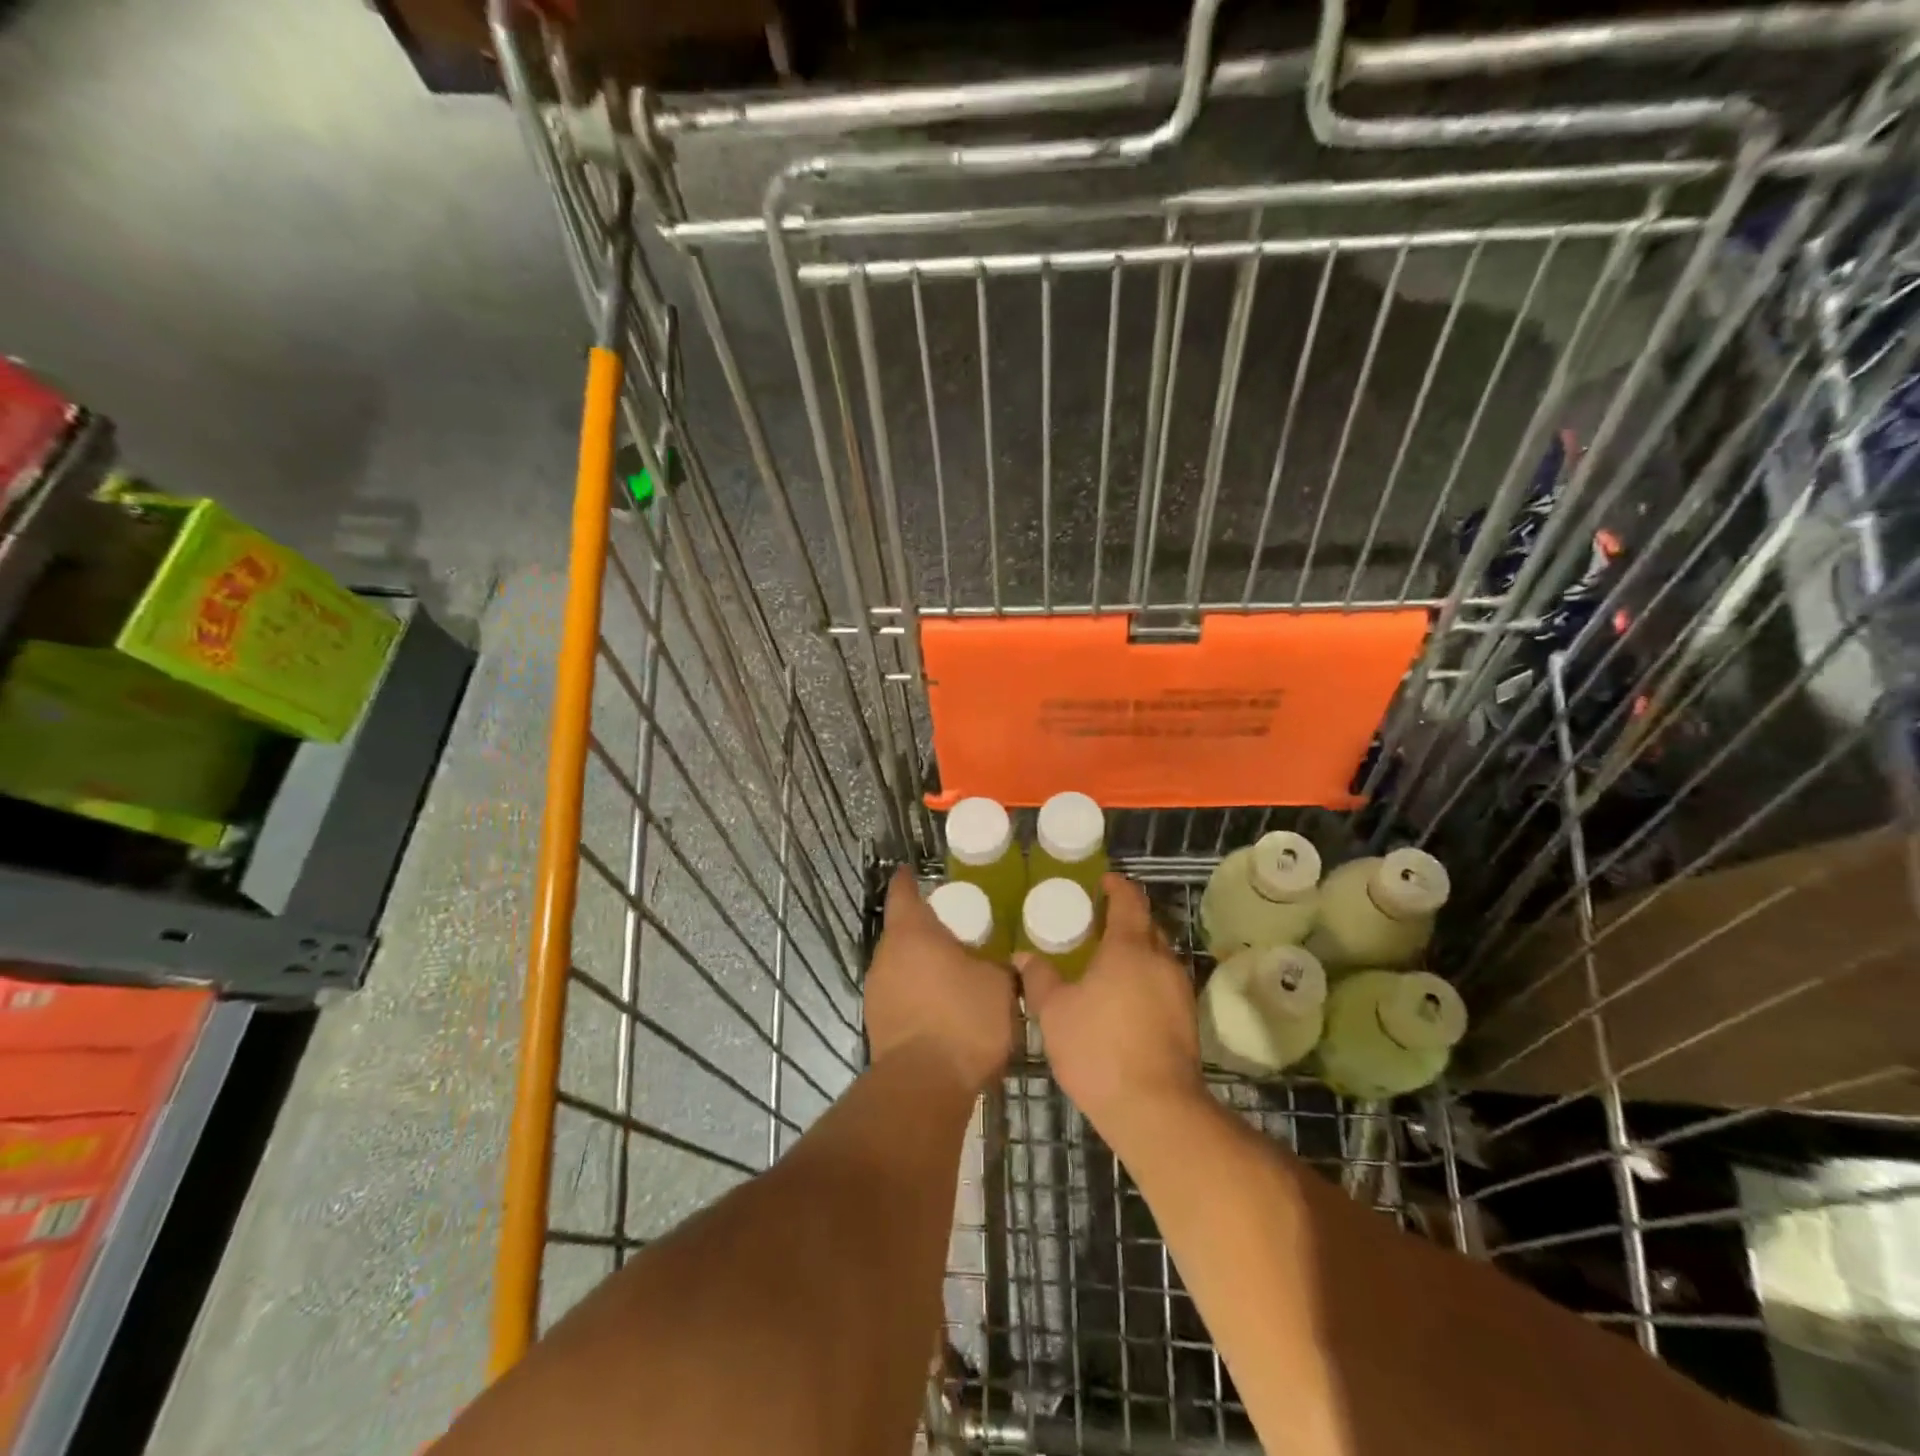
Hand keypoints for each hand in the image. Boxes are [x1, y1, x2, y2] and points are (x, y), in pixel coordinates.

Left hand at [864, 867, 1017, 1093]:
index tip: (910, 871)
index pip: (903, 894)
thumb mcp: (999, 985)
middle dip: (924, 931)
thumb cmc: (963, 1019)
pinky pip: (900, 996)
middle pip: (902, 932)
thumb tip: (1000, 963)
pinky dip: (918, 995)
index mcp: (912, 933)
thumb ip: (998, 966)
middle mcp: (886, 956)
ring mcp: (877, 992)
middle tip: (954, 931)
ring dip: (921, 966)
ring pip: (900, 966)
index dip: (907, 881)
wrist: (924, 1085)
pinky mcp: (877, 1025)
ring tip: (952, 973)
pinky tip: (942, 1009)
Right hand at [1016, 873, 1205, 1137]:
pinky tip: (1125, 999)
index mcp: (1129, 947)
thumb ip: (1040, 978)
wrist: (1155, 1109)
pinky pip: (1163, 984)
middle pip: (1148, 926)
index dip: (1117, 886)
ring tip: (1108, 962)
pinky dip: (1145, 979)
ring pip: (1159, 957)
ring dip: (1137, 952)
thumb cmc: (1099, 1049)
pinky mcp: (1187, 1021)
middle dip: (1127, 918)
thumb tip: (1024, 956)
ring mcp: (1180, 991)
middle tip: (1099, 923)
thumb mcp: (1054, 1012)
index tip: (1104, 880)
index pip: (1129, 901)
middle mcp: (1161, 960)